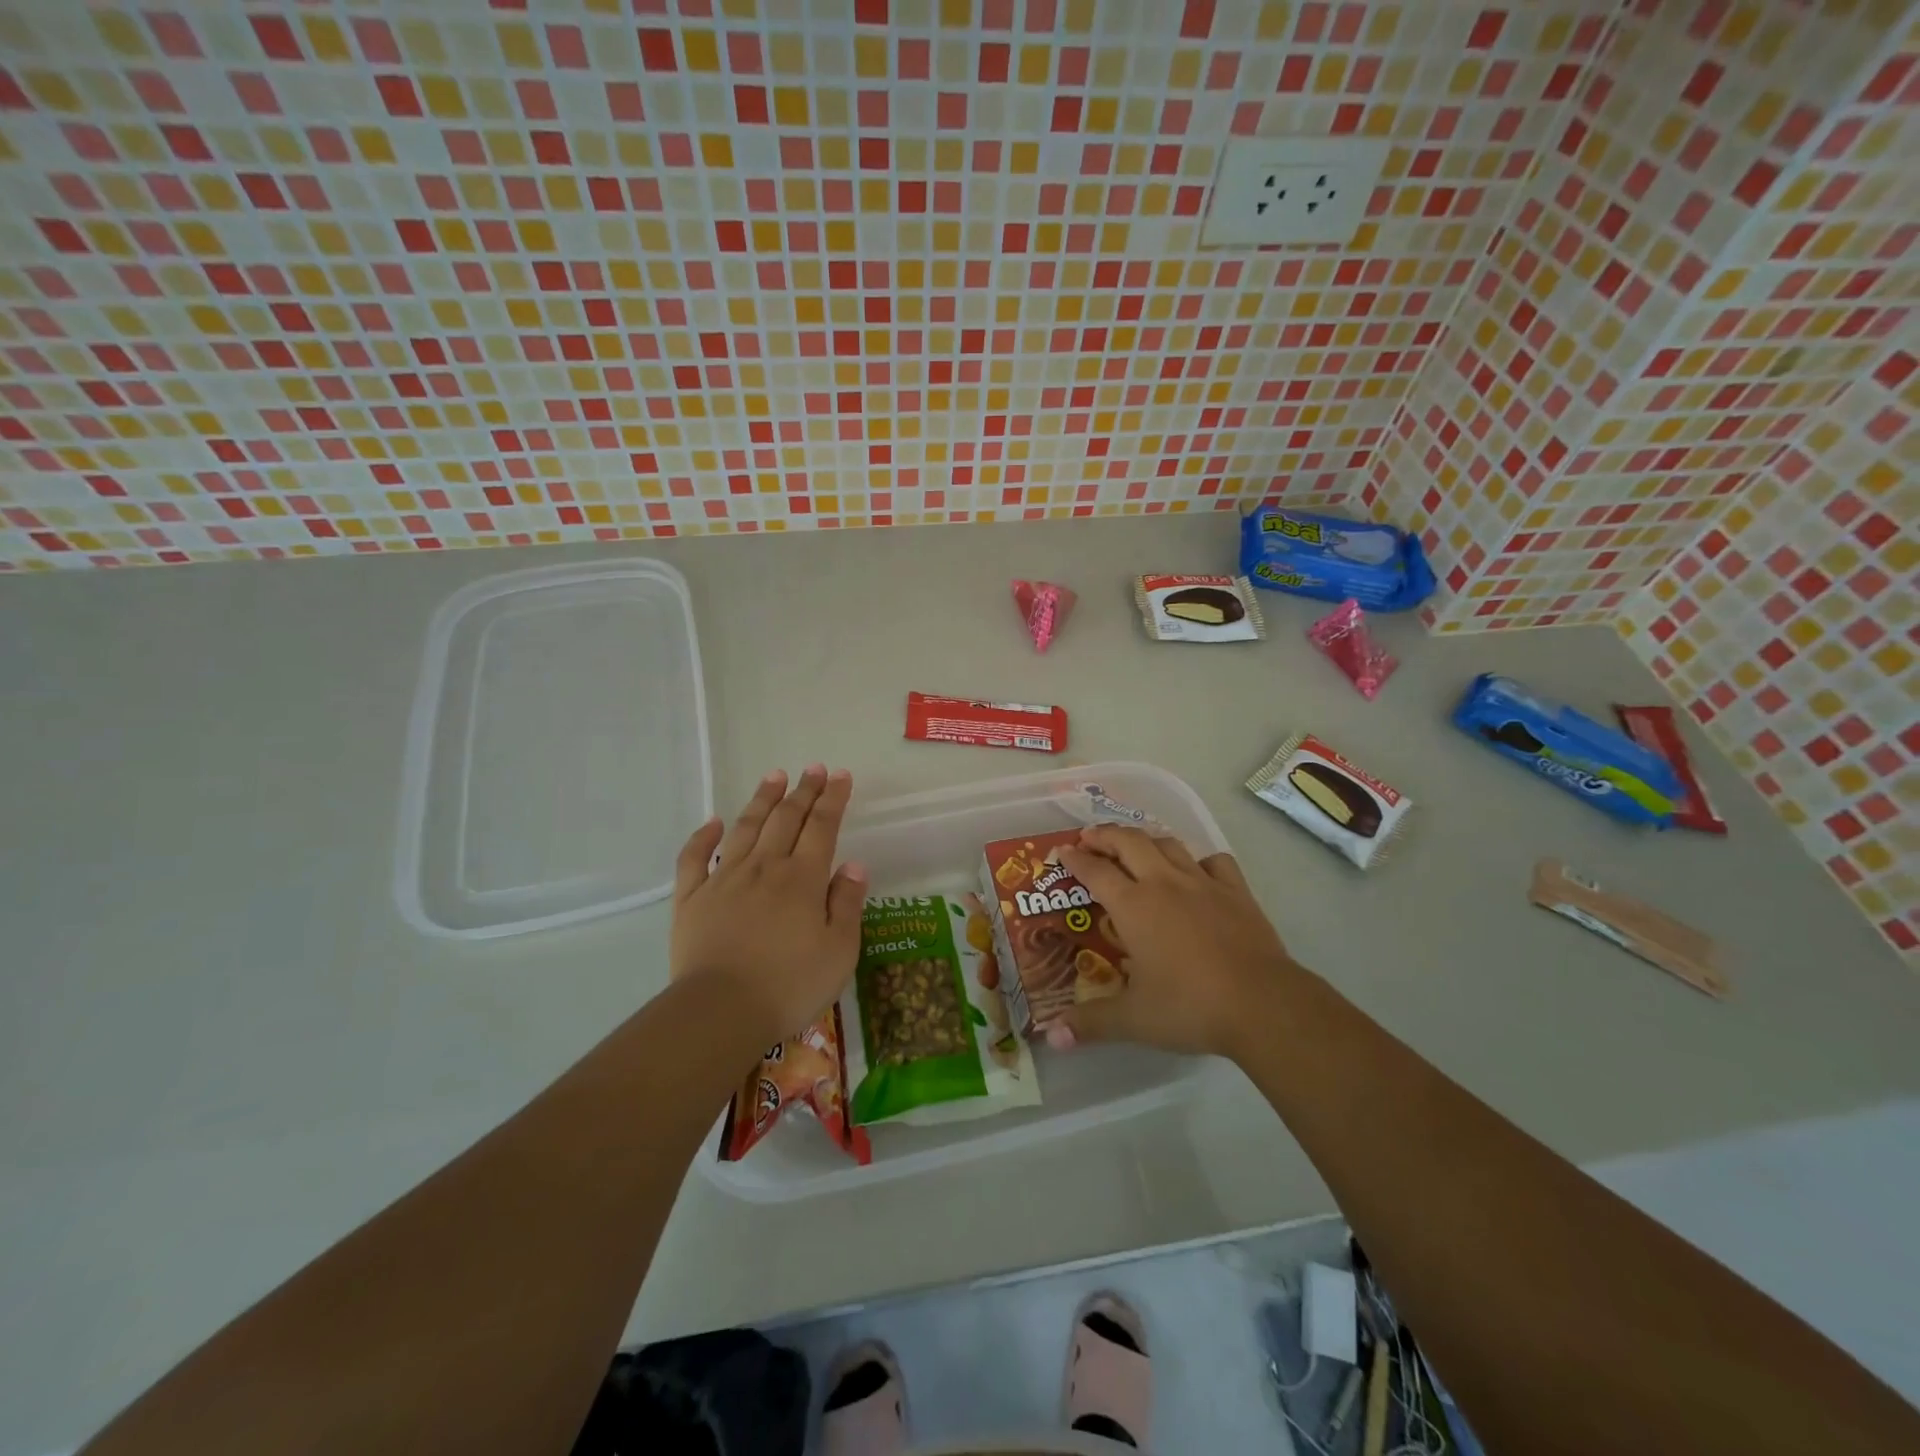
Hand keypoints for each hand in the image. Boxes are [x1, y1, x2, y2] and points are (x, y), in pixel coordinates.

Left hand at [671, 766, 866, 1043]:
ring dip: (762, 799)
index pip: (822, 826)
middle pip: (786, 819)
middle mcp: (764, 867)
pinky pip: (694, 858)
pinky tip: (713, 821)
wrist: (720, 1012)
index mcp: (803, 878)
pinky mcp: (691, 898)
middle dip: (803, 791)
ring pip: (745, 828)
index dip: (832, 798)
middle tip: (813, 768)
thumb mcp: (840, 950)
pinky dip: (703, 835)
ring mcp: (724, 879)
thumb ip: (847, 903)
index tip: (840, 775)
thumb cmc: (790, 985)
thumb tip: (853, 865)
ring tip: (774, 776)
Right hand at [1043, 825, 1300, 1059]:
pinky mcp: (1237, 892)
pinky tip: (1195, 872)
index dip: (1074, 859)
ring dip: (1146, 840)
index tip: (1061, 851)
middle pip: (1129, 841)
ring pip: (1168, 844)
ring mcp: (1203, 883)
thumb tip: (1052, 1037)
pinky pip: (1214, 861)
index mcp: (1133, 906)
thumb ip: (1090, 1023)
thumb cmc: (1190, 1007)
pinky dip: (1198, 860)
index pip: (1095, 871)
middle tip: (1090, 838)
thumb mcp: (1133, 1020)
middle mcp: (1164, 883)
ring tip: (1135, 848)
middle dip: (1105, 835)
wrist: (1263, 1004)